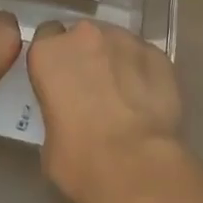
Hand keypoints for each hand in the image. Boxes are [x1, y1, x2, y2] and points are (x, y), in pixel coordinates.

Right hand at [27, 19, 184, 202]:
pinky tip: (146, 101)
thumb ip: (56, 110)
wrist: (138, 167)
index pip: (46, 37)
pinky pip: (143, 57)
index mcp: (49, 53)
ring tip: (123, 97)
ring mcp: (124, 39)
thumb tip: (69, 114)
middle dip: (86, 56)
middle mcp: (85, 35)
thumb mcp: (49, 142)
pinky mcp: (156, 53)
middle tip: (92, 90)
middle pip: (82, 36)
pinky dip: (142, 72)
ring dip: (115, 62)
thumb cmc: (81, 161)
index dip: (54, 59)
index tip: (59, 80)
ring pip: (115, 43)